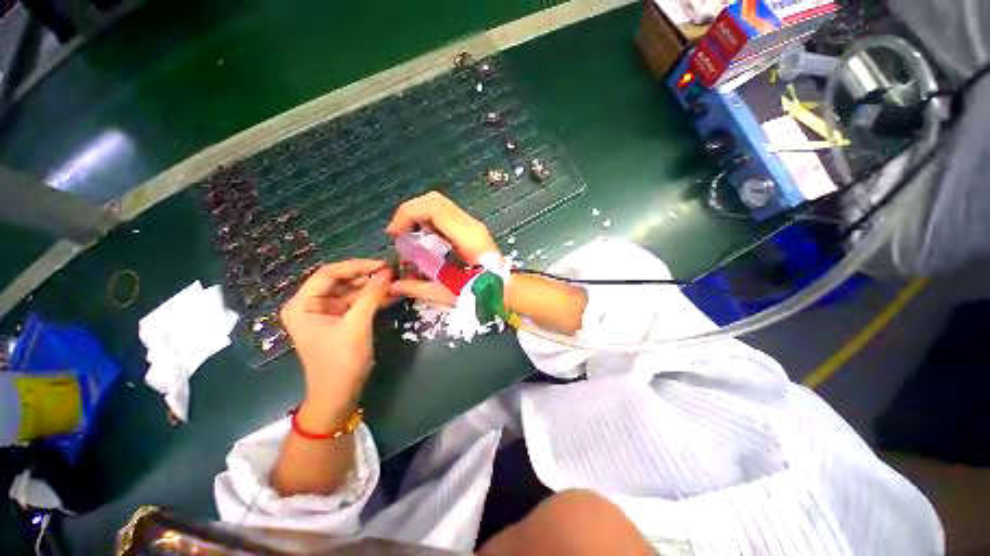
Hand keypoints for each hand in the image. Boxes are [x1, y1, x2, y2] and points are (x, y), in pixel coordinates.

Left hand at [280, 260, 391, 418]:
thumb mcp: (357, 325)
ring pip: (351, 292)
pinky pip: (357, 304)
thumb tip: (386, 272)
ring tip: (395, 284)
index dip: (357, 266)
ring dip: (373, 289)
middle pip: (341, 281)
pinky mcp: (339, 321)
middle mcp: (311, 305)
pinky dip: (372, 300)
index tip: (382, 265)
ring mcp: (326, 314)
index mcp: (303, 304)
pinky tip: (391, 295)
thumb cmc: (341, 361)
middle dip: (367, 278)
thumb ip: (371, 296)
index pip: (329, 274)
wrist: (339, 395)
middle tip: (392, 274)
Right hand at [387, 192, 498, 305]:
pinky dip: (428, 219)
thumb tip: (393, 285)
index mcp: (466, 237)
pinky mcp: (471, 228)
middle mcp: (470, 225)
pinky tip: (423, 237)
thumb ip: (419, 288)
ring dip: (418, 214)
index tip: (393, 233)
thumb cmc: (481, 292)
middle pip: (435, 200)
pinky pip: (445, 214)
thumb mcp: (448, 294)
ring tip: (408, 234)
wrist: (506, 288)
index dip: (407, 213)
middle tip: (397, 232)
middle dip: (409, 211)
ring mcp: (472, 224)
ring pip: (440, 204)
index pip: (434, 208)